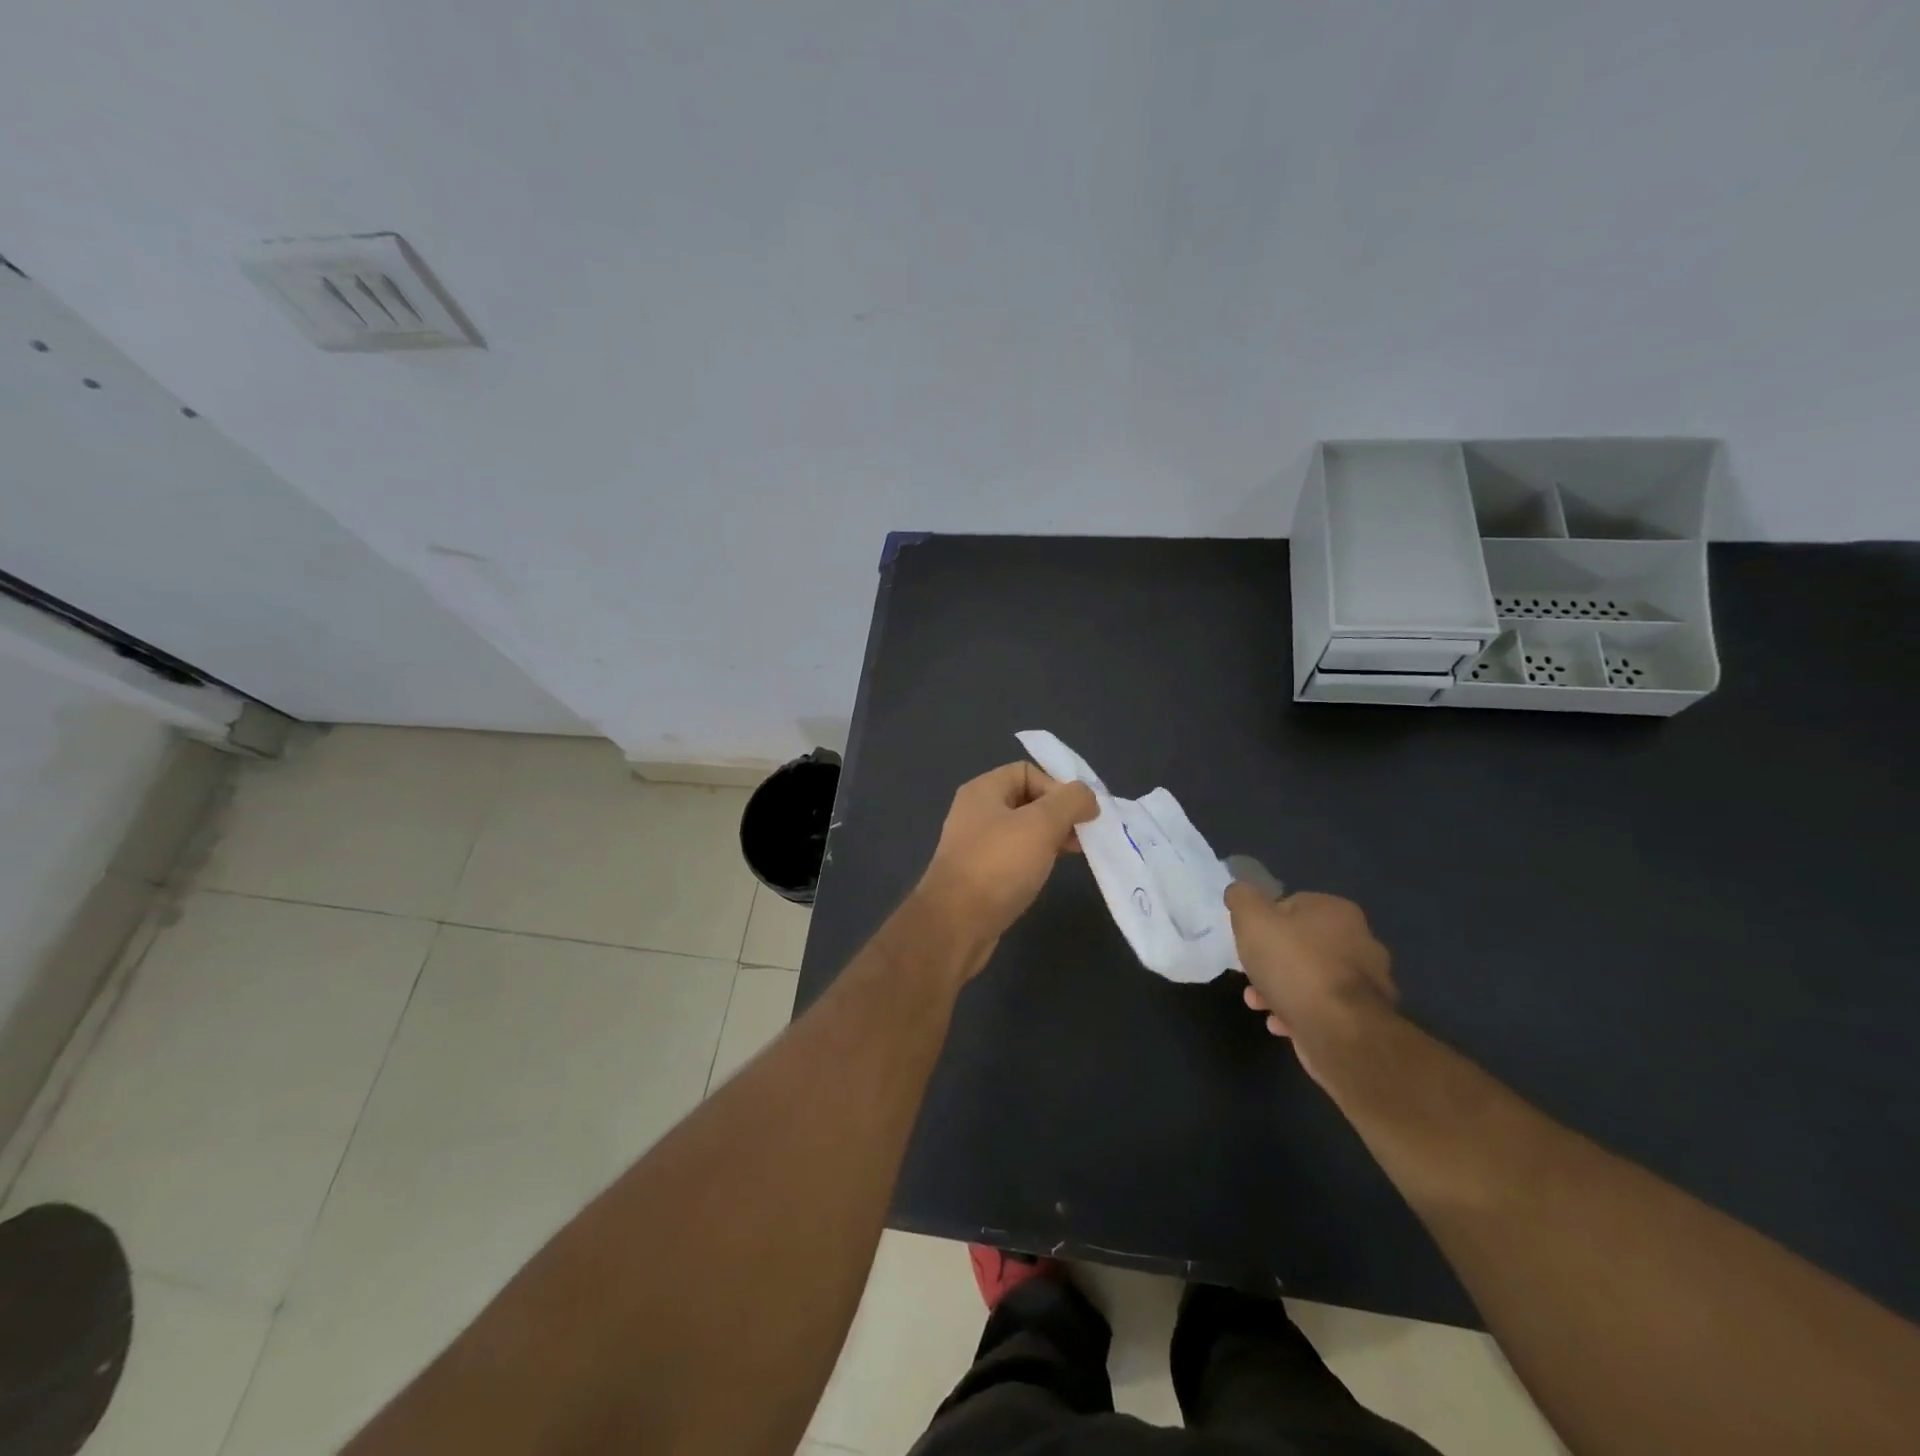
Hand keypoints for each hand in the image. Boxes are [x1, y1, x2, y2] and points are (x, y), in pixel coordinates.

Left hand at [914, 763, 1097, 963]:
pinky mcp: (978, 875)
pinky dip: (1034, 860)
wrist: (955, 924)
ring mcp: (975, 845)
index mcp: (983, 790)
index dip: (1057, 787)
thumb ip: (1070, 802)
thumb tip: (1088, 797)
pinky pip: (1013, 857)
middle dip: (1058, 815)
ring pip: (1022, 831)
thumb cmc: (998, 865)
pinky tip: (1046, 875)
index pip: (1027, 771)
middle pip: (1027, 800)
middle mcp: (975, 812)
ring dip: (1050, 838)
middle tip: (1082, 837)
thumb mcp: (1041, 824)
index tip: (1078, 815)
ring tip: (1071, 855)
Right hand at [1226, 884, 1396, 1081]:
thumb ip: (1242, 898)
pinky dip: (1298, 1012)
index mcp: (1337, 911)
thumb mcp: (1252, 920)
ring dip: (1279, 989)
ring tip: (1257, 1003)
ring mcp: (1366, 982)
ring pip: (1309, 978)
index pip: (1291, 905)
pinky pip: (1322, 1007)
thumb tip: (1239, 891)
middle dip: (1270, 961)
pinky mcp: (1365, 1017)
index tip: (1248, 941)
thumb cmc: (1294, 966)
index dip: (1264, 922)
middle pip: (1300, 944)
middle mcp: (1359, 941)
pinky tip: (1279, 1023)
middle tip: (1249, 975)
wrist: (1340, 1031)